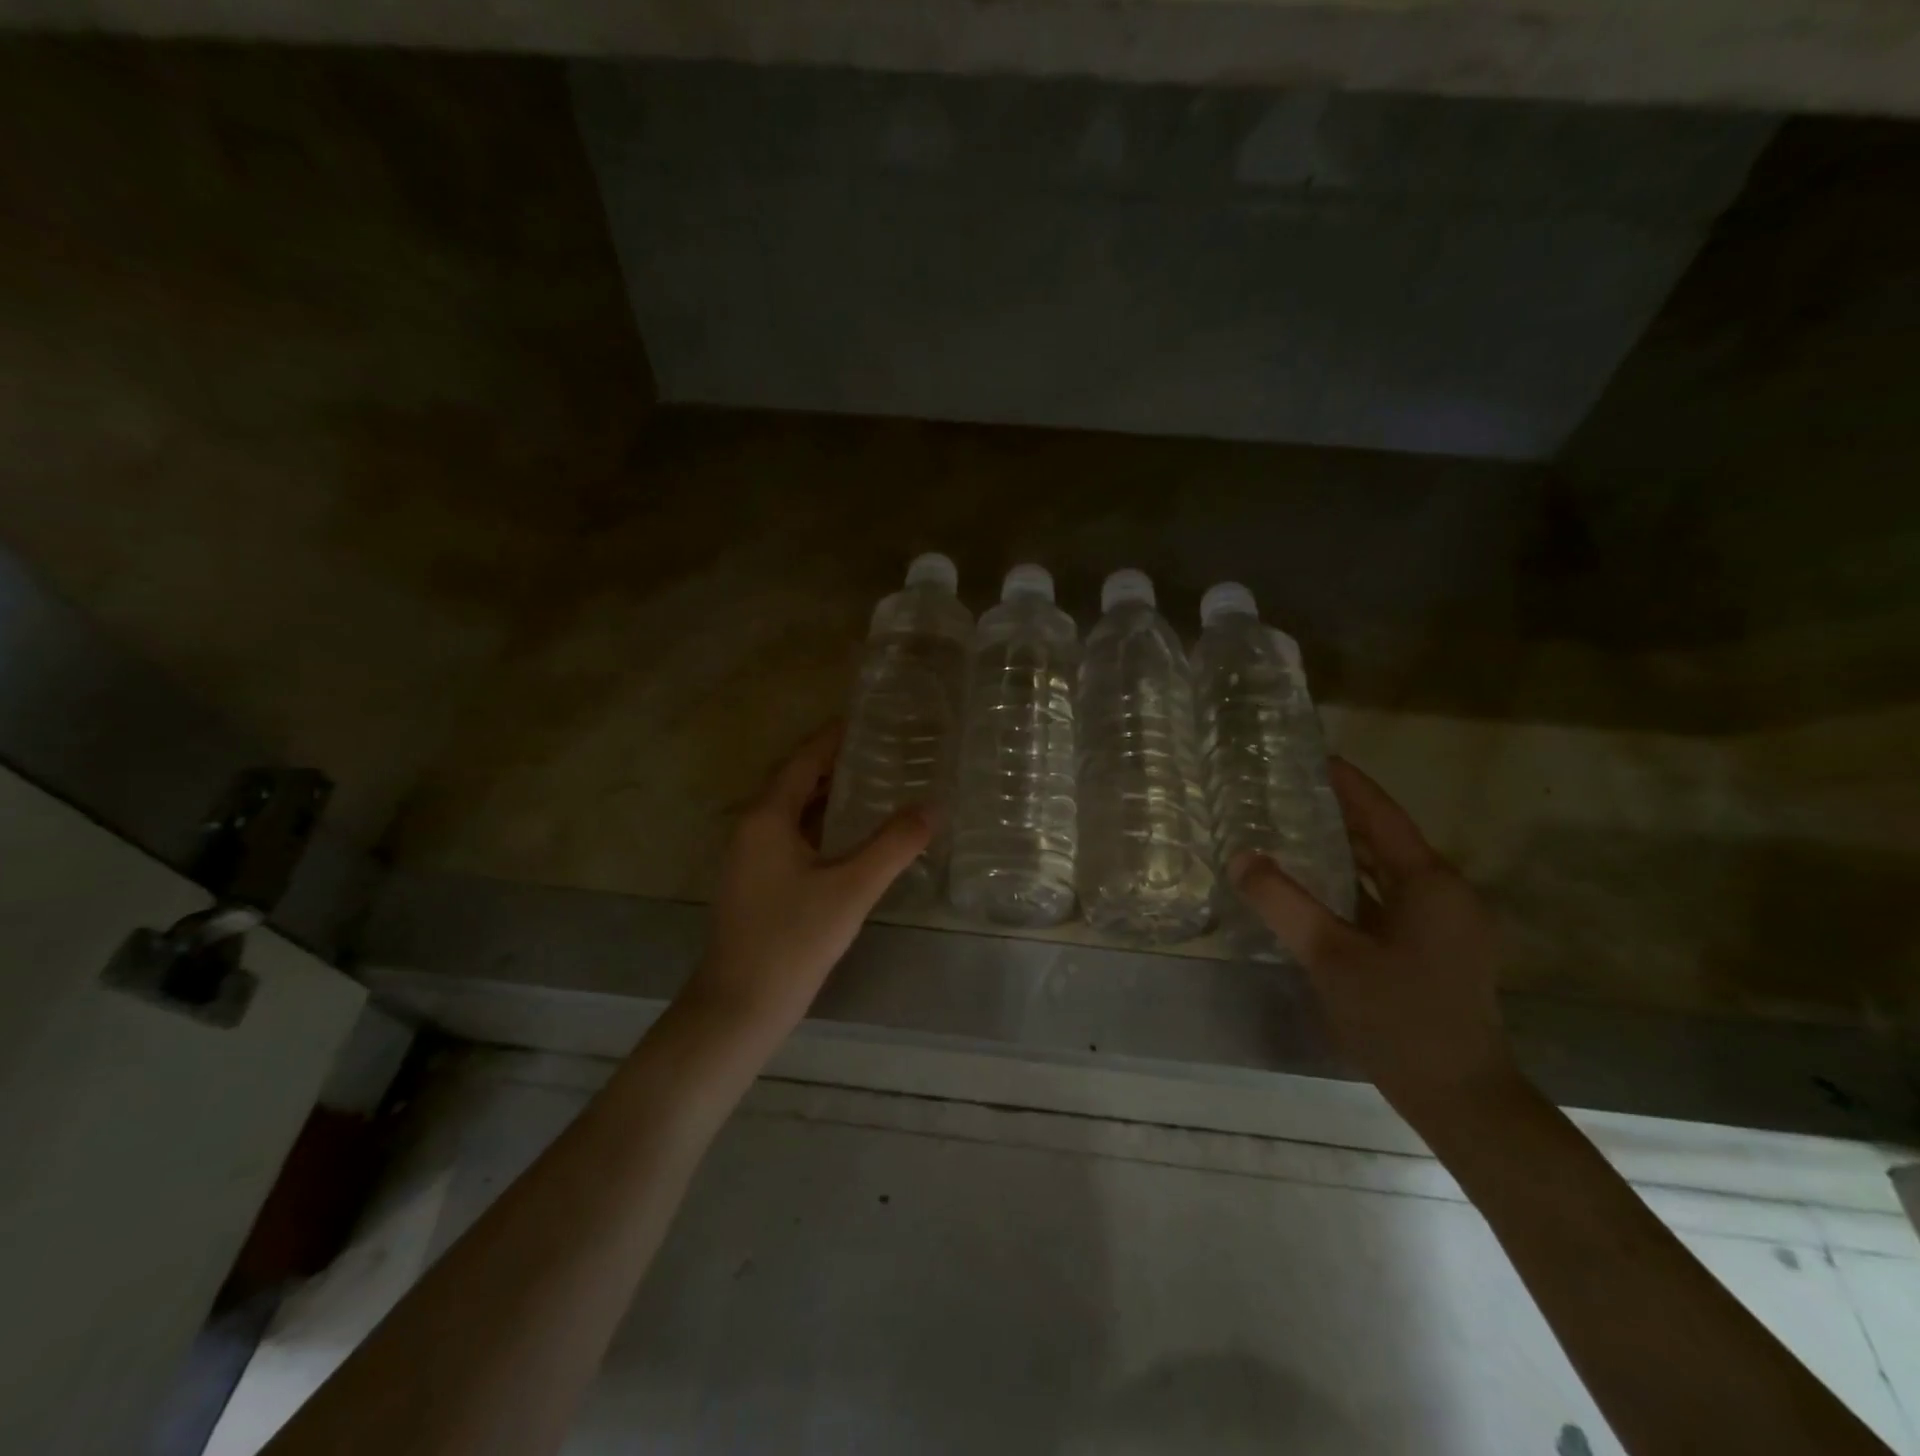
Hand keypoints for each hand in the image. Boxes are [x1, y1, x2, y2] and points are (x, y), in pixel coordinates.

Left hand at [681, 722, 931, 1042]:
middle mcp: (753, 829)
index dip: (835, 738)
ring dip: (830, 796)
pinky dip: (822, 826)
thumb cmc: (792, 940)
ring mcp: (751, 858)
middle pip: (797, 782)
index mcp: (767, 817)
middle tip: (886, 751)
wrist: (739, 1007)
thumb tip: (933, 807)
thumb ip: (893, 846)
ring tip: (877, 785)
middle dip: (837, 765)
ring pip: (795, 812)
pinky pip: (793, 837)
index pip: (803, 760)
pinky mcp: (757, 883)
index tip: (870, 720)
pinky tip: (853, 838)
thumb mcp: (851, 889)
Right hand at [1230, 758, 1519, 1123]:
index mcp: (1429, 883)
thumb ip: (1282, 902)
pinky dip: (1355, 883)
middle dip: (1342, 813)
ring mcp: (1444, 924)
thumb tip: (1241, 856)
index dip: (1347, 784)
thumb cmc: (1398, 1018)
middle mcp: (1444, 894)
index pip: (1382, 815)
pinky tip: (1320, 887)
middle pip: (1386, 839)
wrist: (1461, 1098)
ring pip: (1387, 871)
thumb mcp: (1329, 956)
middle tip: (1289, 791)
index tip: (1313, 756)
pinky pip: (1389, 899)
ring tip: (1296, 829)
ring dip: (1347, 849)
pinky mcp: (1436, 950)